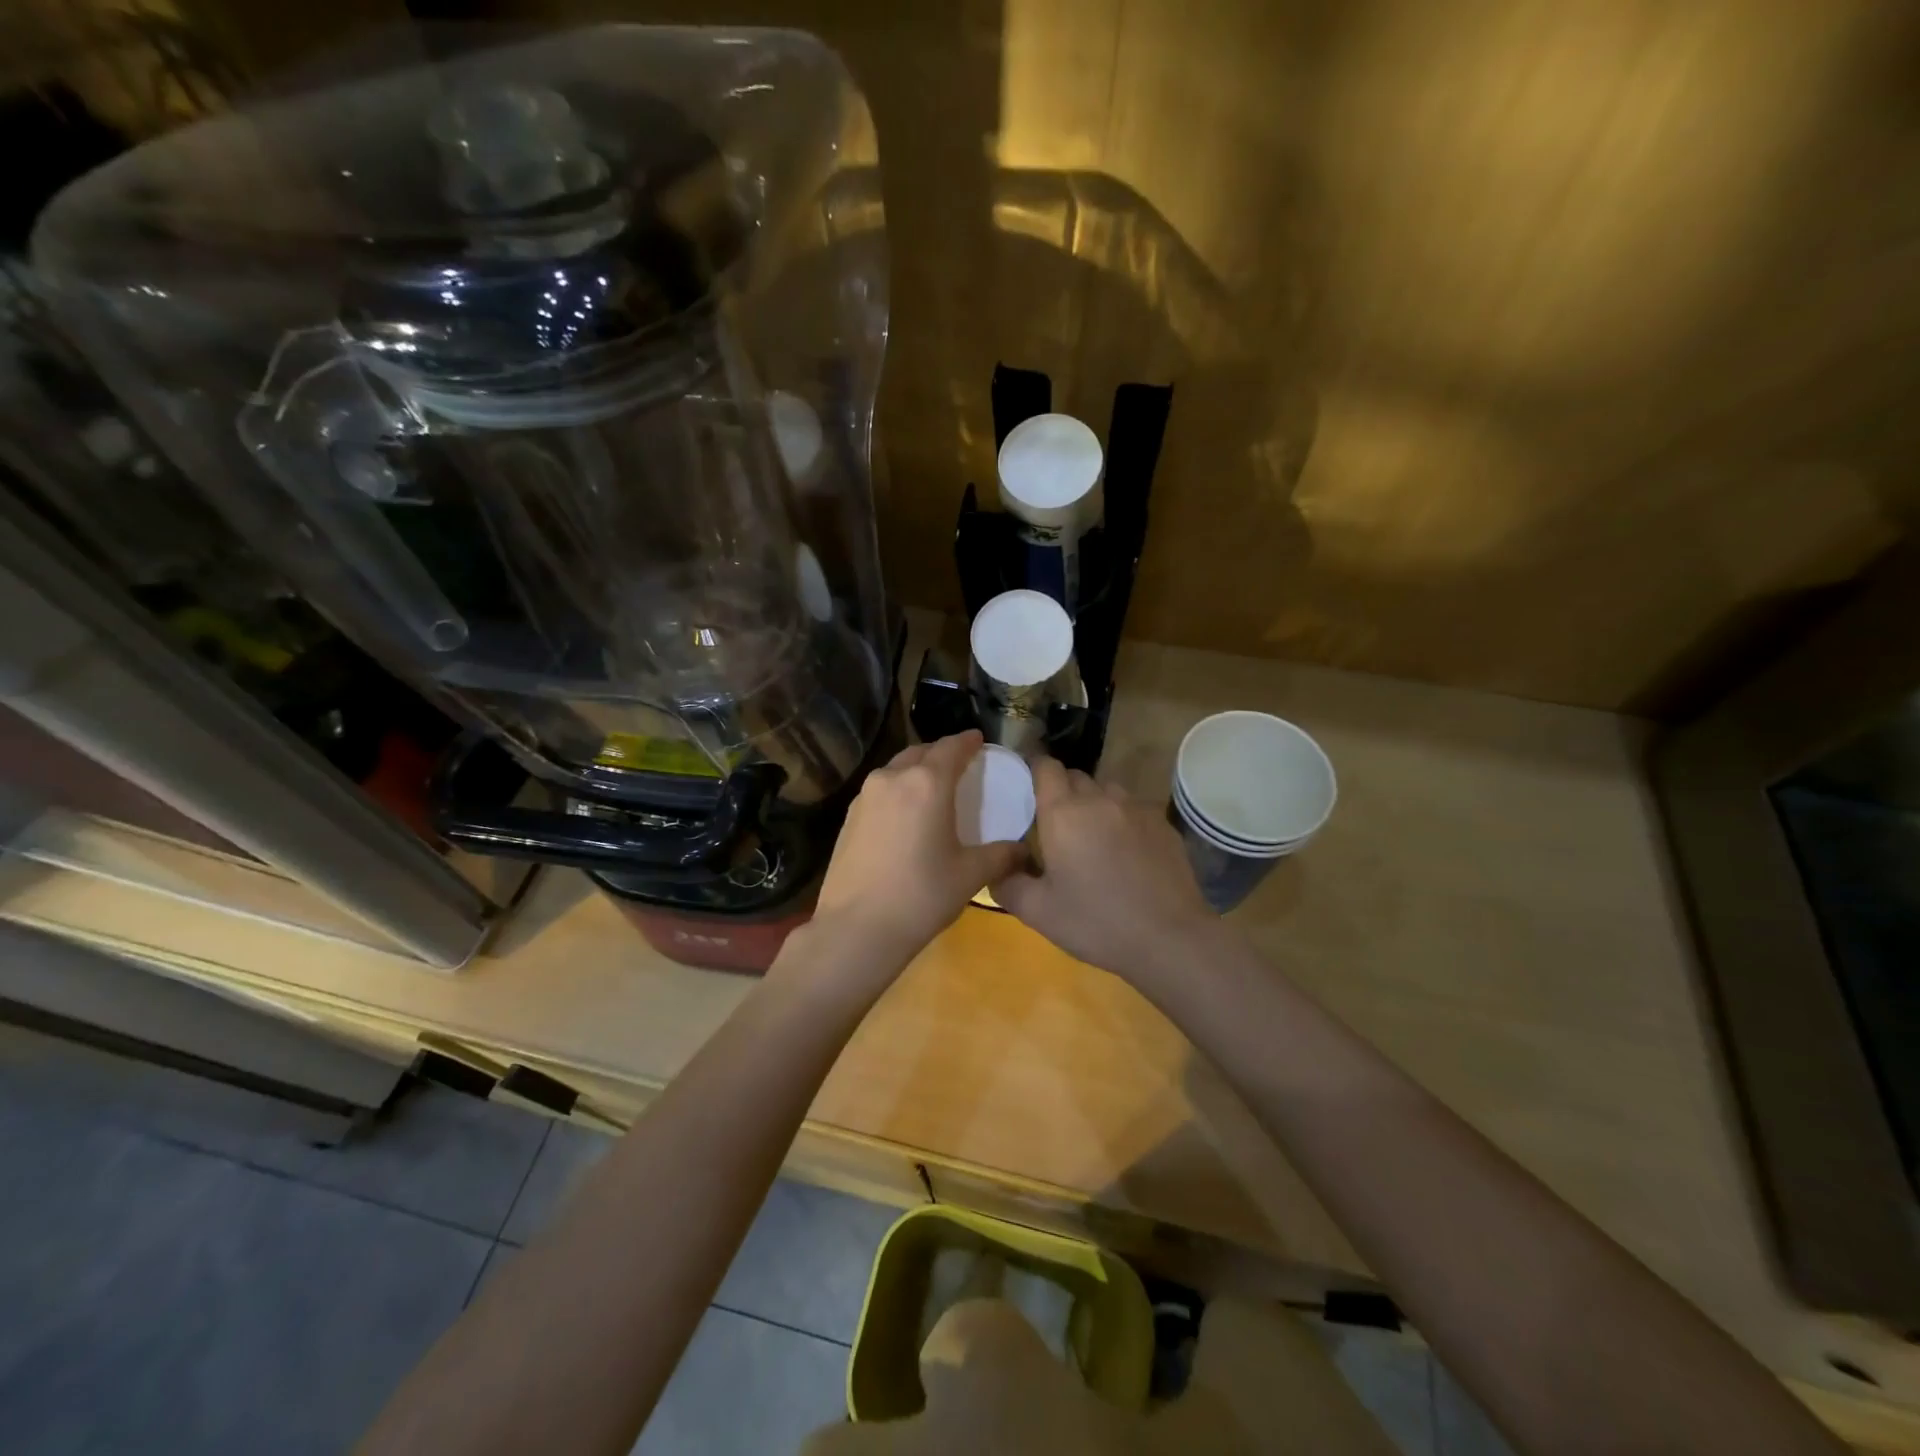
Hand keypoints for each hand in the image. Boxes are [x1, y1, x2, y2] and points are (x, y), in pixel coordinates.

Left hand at [806, 732, 1025, 979]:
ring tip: (932, 787)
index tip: (979, 740)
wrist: (856, 928)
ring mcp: (865, 796)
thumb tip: (1022, 851)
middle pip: (921, 752)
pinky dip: (897, 790)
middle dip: (941, 753)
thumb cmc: (921, 896)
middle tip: (959, 765)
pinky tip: (905, 814)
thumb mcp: (970, 876)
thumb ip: (1000, 856)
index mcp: (927, 783)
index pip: (951, 748)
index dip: (968, 742)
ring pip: (896, 769)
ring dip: (916, 770)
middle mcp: (893, 778)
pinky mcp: (848, 817)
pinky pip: (879, 790)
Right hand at [991, 757, 1214, 986]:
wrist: (1169, 938)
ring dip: (1093, 804)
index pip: (1045, 767)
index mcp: (1063, 813)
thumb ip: (1007, 884)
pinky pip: (1133, 810)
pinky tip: (1125, 854)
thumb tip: (996, 869)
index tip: (1026, 789)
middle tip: (1054, 825)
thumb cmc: (1096, 922)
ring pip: (1106, 791)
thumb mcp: (1037, 912)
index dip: (1034, 770)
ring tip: (1091, 837)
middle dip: (1061, 792)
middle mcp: (1099, 799)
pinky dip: (1122, 821)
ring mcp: (1136, 809)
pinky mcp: (1163, 824)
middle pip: (1075, 777)